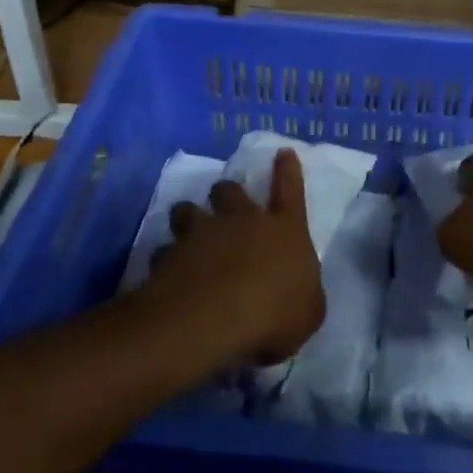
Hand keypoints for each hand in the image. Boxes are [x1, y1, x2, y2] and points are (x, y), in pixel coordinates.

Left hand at [146, 148, 324, 365]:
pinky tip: (165, 272)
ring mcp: (201, 234)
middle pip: (230, 190)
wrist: (213, 320)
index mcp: (284, 230)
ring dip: (187, 216)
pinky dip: (165, 259)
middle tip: (223, 198)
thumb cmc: (275, 314)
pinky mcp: (169, 256)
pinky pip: (164, 251)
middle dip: (226, 192)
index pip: (290, 190)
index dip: (287, 170)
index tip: (282, 152)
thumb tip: (296, 292)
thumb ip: (302, 294)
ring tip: (186, 227)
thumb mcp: (308, 312)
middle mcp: (241, 221)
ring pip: (188, 210)